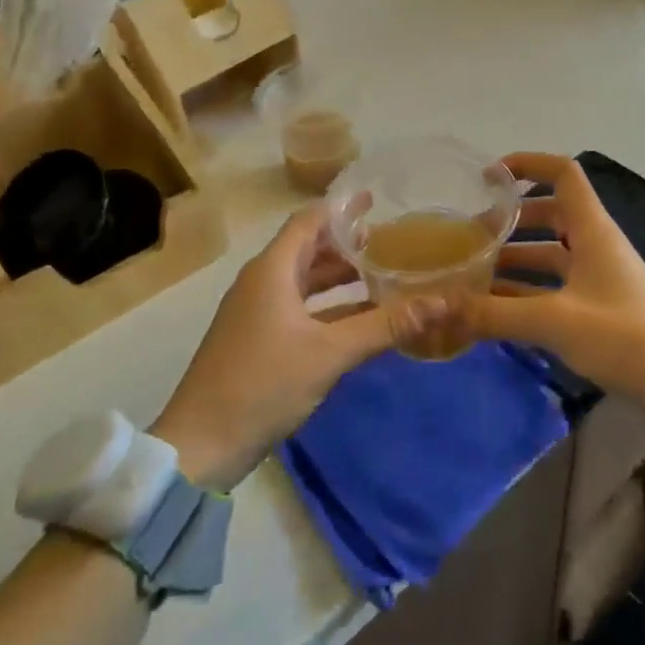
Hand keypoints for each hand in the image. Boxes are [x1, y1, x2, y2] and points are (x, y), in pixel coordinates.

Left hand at [151, 203, 390, 490]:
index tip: (376, 201)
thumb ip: (386, 325)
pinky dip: (329, 307)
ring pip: (305, 281)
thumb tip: (442, 302)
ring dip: (339, 277)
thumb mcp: (330, 353)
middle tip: (389, 241)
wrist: (202, 444)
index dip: (341, 208)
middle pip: (308, 249)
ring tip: (381, 274)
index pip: (309, 221)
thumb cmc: (263, 384)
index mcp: (272, 270)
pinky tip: (359, 317)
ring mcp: (257, 312)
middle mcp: (262, 282)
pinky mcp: (258, 339)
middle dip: (347, 243)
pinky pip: (300, 308)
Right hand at [467, 153, 644, 439]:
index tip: (488, 177)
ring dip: (514, 259)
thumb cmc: (624, 336)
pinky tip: (495, 310)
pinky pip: (554, 288)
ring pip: (550, 255)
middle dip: (510, 220)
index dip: (528, 165)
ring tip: (472, 273)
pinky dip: (526, 292)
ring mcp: (598, 278)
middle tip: (469, 236)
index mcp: (593, 231)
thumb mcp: (554, 322)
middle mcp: (595, 246)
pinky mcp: (599, 309)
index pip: (563, 174)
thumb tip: (437, 308)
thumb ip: (493, 314)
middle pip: (550, 214)